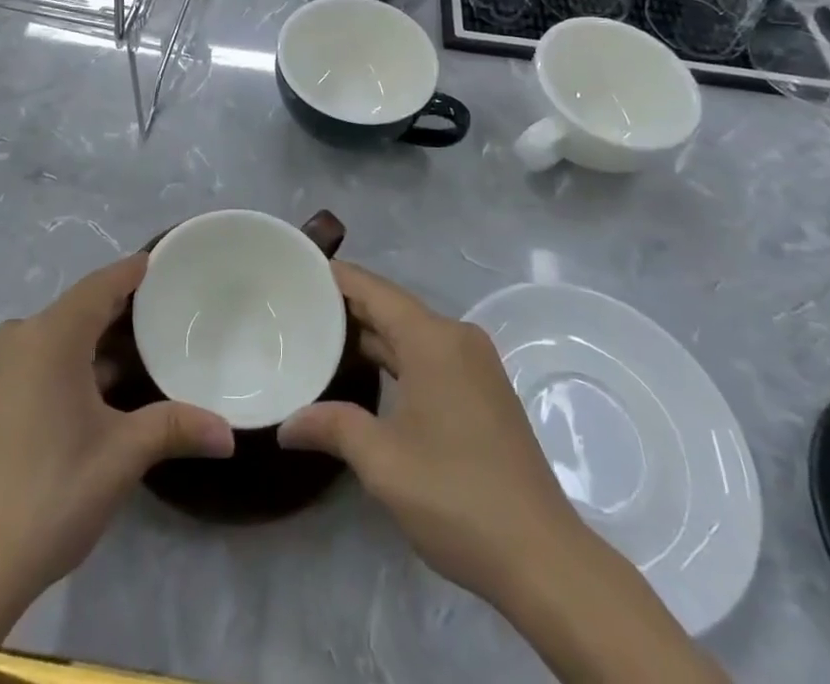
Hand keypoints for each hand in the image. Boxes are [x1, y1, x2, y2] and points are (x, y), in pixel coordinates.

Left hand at [0, 256, 232, 683]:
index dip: (132, 271)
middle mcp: (19, 338)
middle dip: (121, 310)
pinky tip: (101, 388)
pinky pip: (40, 358)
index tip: (164, 261)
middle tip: (166, 310)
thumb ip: (175, 428)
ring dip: (98, 341)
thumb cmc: (49, 495)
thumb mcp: (121, 457)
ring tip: (144, 349)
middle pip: (80, 308)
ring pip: (59, 336)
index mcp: (49, 336)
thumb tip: (229, 433)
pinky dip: (73, 362)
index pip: (100, 285)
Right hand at [279, 263, 727, 683]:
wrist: (543, 557)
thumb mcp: (382, 462)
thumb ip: (332, 427)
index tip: (295, 271)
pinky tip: (367, 373)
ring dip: (371, 334)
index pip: (373, 289)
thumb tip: (286, 424)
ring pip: (411, 333)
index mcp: (433, 338)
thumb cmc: (456, 495)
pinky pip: (429, 355)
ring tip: (320, 336)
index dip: (334, 277)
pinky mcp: (484, 391)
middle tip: (296, 308)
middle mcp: (456, 338)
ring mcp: (475, 364)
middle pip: (392, 307)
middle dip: (346, 306)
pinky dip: (396, 356)